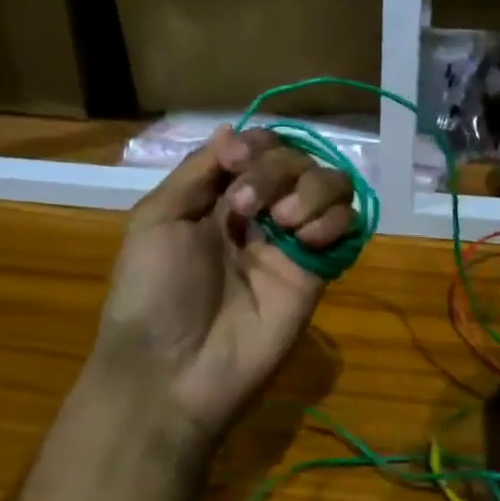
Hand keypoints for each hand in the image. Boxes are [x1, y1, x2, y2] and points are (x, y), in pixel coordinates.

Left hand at [88, 127, 357, 449]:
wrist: (171, 371)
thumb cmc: (152, 292)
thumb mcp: (156, 218)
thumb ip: (199, 170)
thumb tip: (233, 129)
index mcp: (220, 196)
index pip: (260, 146)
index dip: (258, 144)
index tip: (238, 161)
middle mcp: (261, 212)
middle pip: (296, 159)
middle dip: (274, 170)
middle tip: (246, 208)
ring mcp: (291, 242)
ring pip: (330, 184)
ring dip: (311, 190)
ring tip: (281, 223)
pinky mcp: (317, 272)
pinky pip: (347, 227)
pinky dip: (333, 220)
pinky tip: (305, 241)